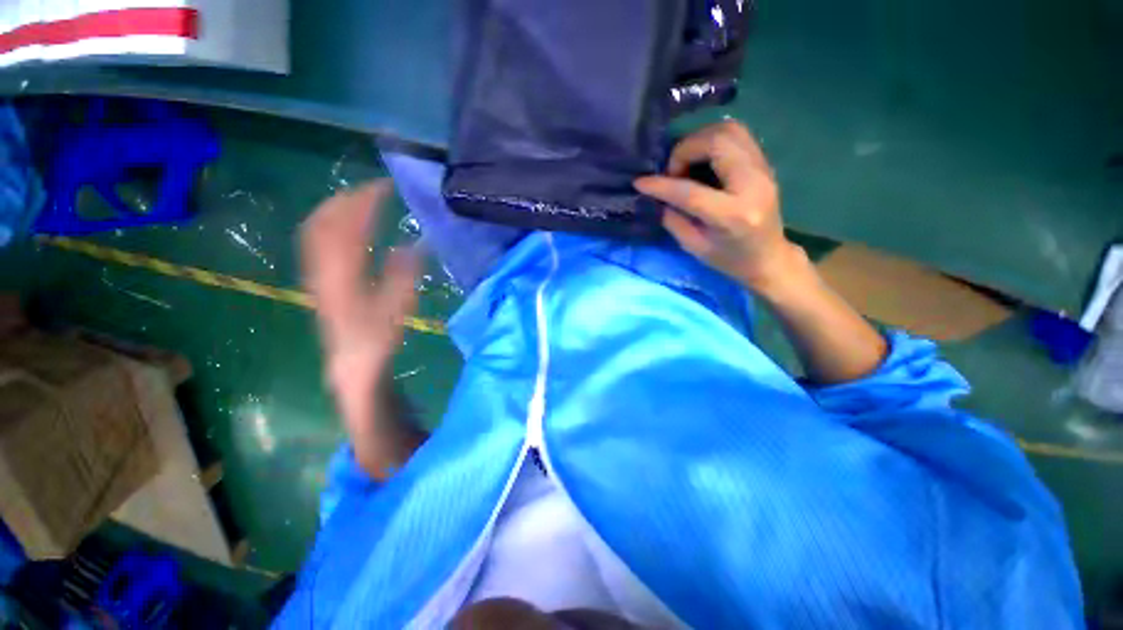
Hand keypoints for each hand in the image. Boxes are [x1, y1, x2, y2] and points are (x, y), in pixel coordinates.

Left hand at [301, 181, 420, 474]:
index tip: (383, 187)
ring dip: (342, 214)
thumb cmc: (376, 358)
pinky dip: (342, 233)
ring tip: (369, 200)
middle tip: (377, 186)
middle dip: (346, 202)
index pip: (339, 238)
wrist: (353, 380)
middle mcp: (323, 283)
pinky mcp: (327, 292)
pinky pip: (326, 253)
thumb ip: (402, 286)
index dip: (358, 209)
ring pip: (319, 240)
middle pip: (321, 231)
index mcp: (340, 290)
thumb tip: (411, 247)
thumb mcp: (395, 323)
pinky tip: (363, 231)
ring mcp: (321, 286)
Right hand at [635, 119, 801, 293]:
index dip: (661, 184)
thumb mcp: (694, 247)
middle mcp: (753, 184)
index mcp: (733, 215)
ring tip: (685, 162)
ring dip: (698, 140)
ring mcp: (763, 169)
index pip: (690, 191)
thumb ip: (673, 219)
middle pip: (717, 142)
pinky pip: (737, 135)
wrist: (769, 258)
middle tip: (672, 172)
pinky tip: (701, 159)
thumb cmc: (729, 259)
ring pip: (728, 129)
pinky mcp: (764, 163)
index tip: (640, 182)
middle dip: (684, 151)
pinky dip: (711, 140)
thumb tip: (657, 195)